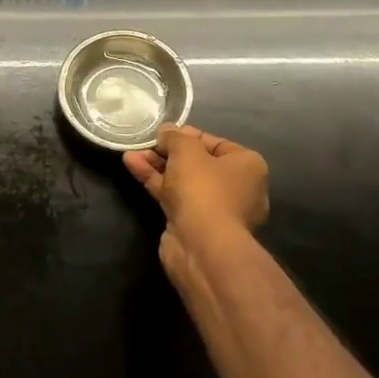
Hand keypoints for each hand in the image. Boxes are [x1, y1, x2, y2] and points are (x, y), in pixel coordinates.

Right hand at [123, 124, 268, 260]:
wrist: (202, 246)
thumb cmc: (203, 189)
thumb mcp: (187, 151)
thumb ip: (174, 137)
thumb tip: (166, 131)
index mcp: (247, 166)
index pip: (216, 143)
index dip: (187, 135)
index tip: (164, 132)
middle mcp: (237, 188)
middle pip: (197, 163)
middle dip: (168, 153)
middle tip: (146, 143)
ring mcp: (215, 210)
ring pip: (183, 181)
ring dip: (157, 166)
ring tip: (131, 153)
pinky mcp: (195, 225)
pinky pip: (175, 197)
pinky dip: (156, 183)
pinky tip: (132, 166)